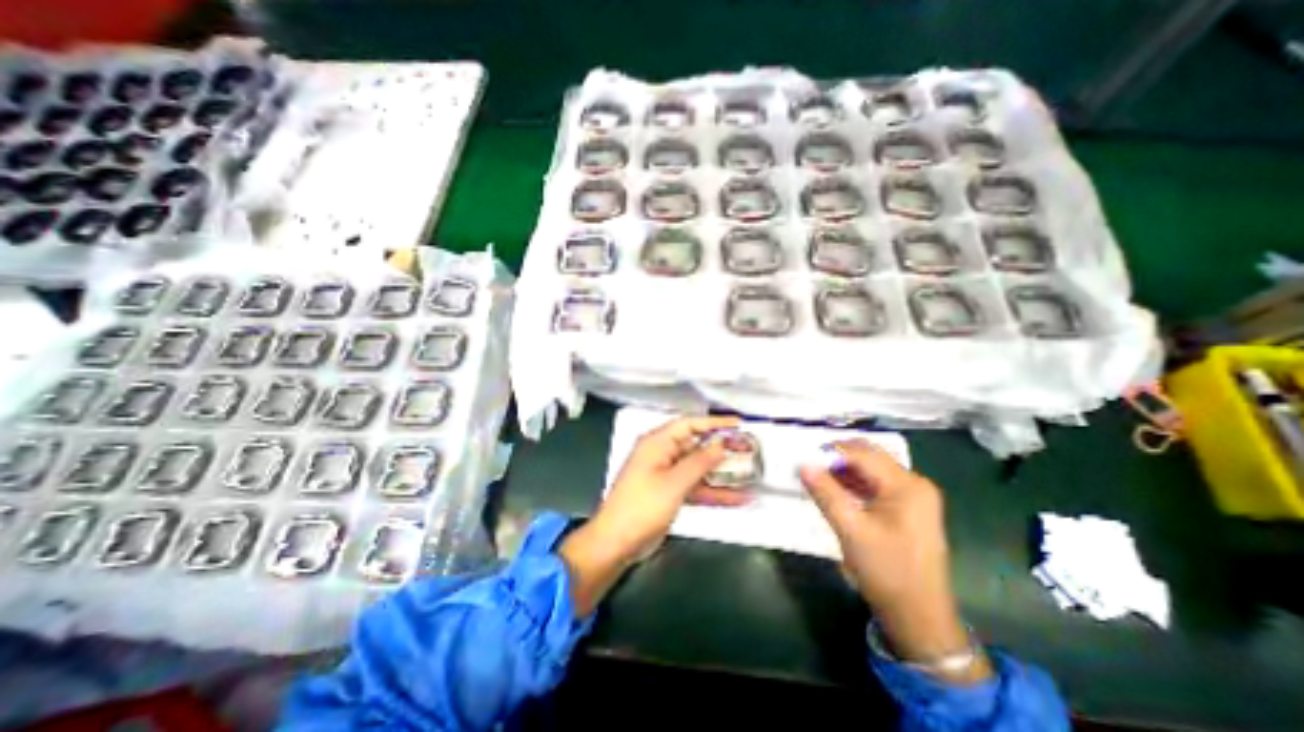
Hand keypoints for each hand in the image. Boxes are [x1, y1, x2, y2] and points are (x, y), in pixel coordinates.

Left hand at [557, 416, 742, 613]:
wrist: (617, 543)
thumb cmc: (642, 506)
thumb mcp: (674, 482)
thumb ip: (700, 462)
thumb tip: (721, 443)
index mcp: (657, 443)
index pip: (689, 424)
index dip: (714, 423)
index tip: (738, 424)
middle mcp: (662, 454)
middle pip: (696, 445)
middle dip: (721, 449)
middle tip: (748, 450)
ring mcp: (666, 475)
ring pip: (698, 468)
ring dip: (721, 473)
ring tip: (749, 474)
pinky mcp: (669, 493)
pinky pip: (695, 487)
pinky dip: (713, 492)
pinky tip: (737, 498)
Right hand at [796, 437, 990, 683]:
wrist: (920, 619)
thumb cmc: (887, 572)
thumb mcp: (851, 530)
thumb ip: (826, 493)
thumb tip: (803, 464)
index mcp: (907, 485)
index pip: (862, 454)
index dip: (831, 453)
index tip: (804, 459)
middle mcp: (914, 484)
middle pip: (869, 457)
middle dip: (837, 459)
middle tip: (810, 467)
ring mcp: (913, 496)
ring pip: (871, 470)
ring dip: (844, 471)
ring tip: (817, 479)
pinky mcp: (908, 509)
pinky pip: (876, 484)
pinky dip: (854, 484)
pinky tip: (835, 491)